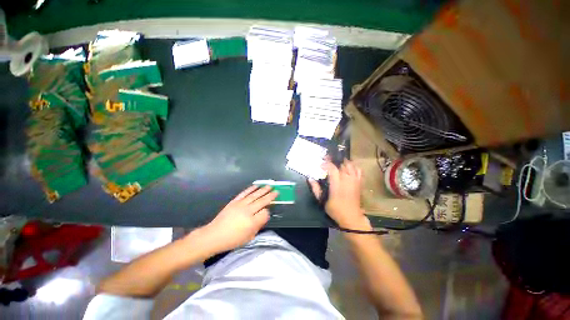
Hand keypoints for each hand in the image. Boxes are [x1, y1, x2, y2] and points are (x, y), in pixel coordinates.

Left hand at [199, 185, 277, 254]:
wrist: (214, 235)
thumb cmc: (233, 239)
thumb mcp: (249, 237)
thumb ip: (258, 225)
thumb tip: (264, 215)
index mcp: (252, 222)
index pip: (265, 213)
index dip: (268, 212)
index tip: (268, 212)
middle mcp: (248, 211)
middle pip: (262, 201)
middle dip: (270, 196)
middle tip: (277, 191)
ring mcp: (240, 204)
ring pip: (254, 195)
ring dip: (263, 190)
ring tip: (269, 186)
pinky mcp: (234, 201)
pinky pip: (244, 193)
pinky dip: (251, 189)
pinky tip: (256, 186)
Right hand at [309, 160, 369, 229]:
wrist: (351, 217)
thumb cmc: (335, 209)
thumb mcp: (322, 201)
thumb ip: (316, 189)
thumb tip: (310, 179)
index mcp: (337, 185)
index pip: (332, 168)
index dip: (326, 164)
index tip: (321, 165)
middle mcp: (347, 180)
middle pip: (341, 164)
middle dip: (334, 160)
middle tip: (327, 159)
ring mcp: (354, 181)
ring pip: (350, 165)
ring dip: (343, 162)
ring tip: (336, 162)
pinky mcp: (359, 182)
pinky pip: (358, 170)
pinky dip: (353, 166)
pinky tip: (348, 167)